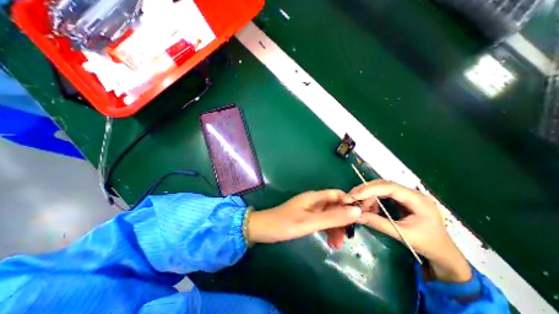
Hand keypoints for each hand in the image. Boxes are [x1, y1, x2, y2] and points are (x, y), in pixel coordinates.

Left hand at [246, 189, 360, 247]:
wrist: (264, 229)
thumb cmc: (284, 224)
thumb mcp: (310, 222)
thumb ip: (332, 218)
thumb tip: (356, 211)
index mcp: (315, 197)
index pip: (337, 194)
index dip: (349, 203)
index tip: (360, 217)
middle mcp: (314, 201)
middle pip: (335, 206)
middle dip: (343, 220)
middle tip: (348, 237)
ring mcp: (311, 210)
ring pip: (330, 216)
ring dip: (336, 229)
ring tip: (337, 245)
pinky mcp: (307, 218)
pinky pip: (322, 222)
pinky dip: (328, 231)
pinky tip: (330, 242)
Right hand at [348, 181, 469, 282]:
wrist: (444, 254)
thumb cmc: (428, 245)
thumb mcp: (402, 234)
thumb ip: (379, 223)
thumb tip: (357, 216)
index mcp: (417, 200)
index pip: (389, 187)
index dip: (370, 189)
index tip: (354, 195)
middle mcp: (411, 193)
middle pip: (383, 185)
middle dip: (365, 190)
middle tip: (351, 197)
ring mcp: (407, 196)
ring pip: (381, 189)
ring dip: (368, 196)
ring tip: (359, 206)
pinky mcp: (402, 200)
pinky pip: (383, 195)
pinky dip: (373, 200)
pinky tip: (369, 208)